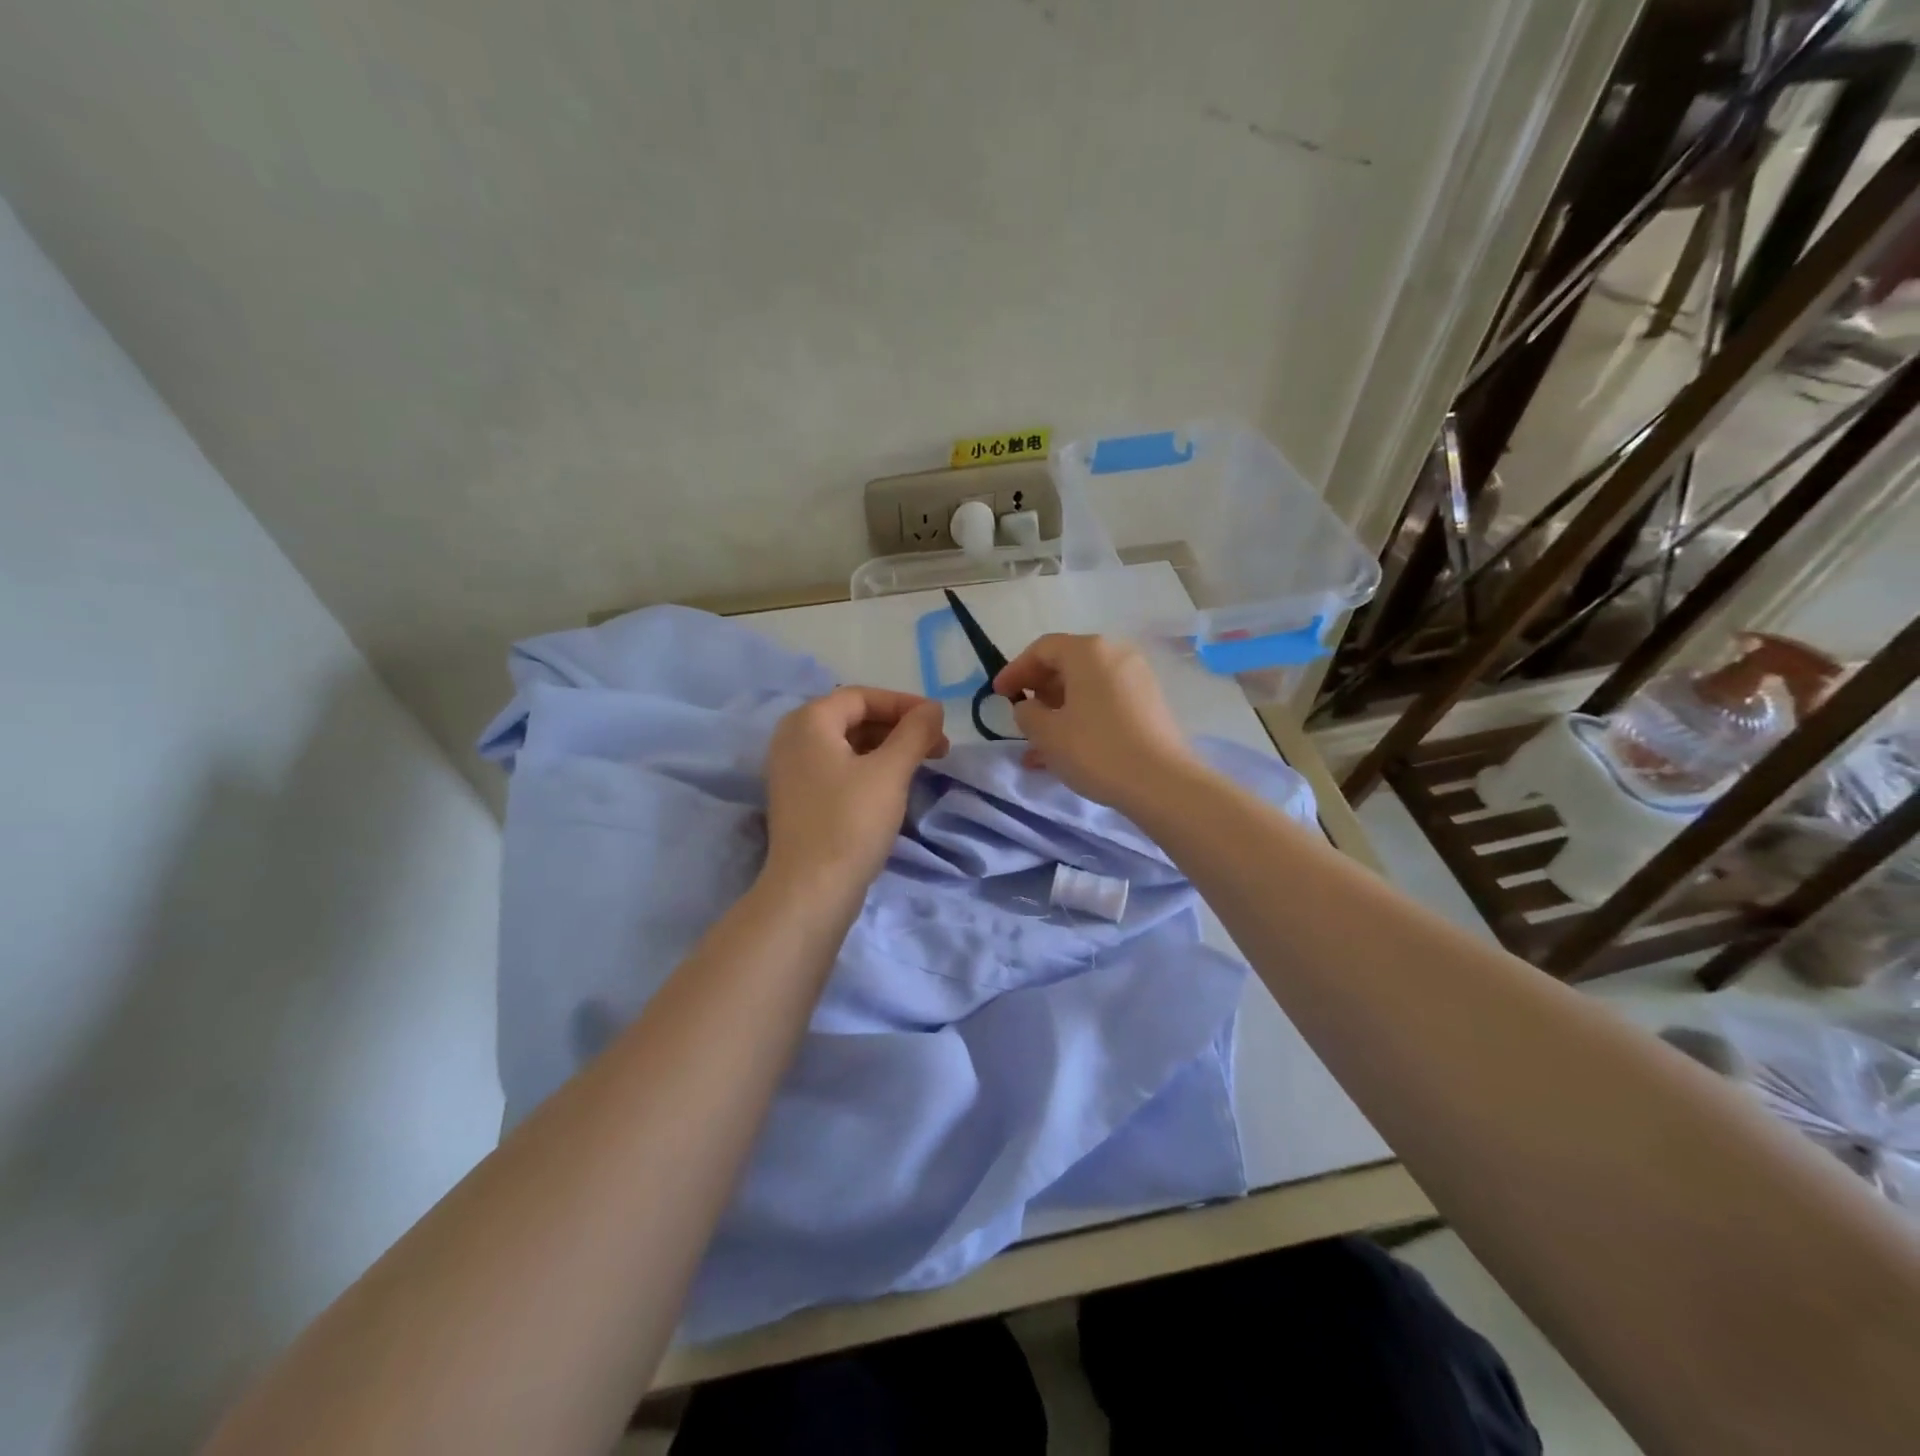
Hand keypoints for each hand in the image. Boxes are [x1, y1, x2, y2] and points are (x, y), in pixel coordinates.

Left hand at [763, 687, 948, 890]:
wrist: (811, 890)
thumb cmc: (851, 822)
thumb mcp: (890, 771)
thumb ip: (915, 732)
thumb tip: (933, 708)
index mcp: (808, 722)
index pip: (862, 697)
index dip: (904, 704)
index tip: (939, 722)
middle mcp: (792, 739)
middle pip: (853, 718)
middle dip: (898, 728)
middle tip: (937, 747)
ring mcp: (792, 771)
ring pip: (847, 746)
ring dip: (887, 749)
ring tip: (922, 766)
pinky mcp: (799, 799)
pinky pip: (838, 769)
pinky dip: (869, 769)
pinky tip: (894, 786)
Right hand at [993, 634, 1197, 807]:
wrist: (1161, 783)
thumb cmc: (1096, 750)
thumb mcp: (1047, 733)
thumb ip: (1027, 713)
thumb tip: (1030, 707)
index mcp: (1089, 651)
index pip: (1042, 649)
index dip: (1015, 670)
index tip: (997, 695)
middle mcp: (1116, 655)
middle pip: (1067, 664)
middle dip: (1038, 689)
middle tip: (1020, 714)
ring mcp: (1137, 679)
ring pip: (1086, 687)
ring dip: (1058, 710)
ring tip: (1038, 744)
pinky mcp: (1149, 705)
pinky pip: (1105, 702)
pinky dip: (1082, 718)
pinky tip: (1066, 750)